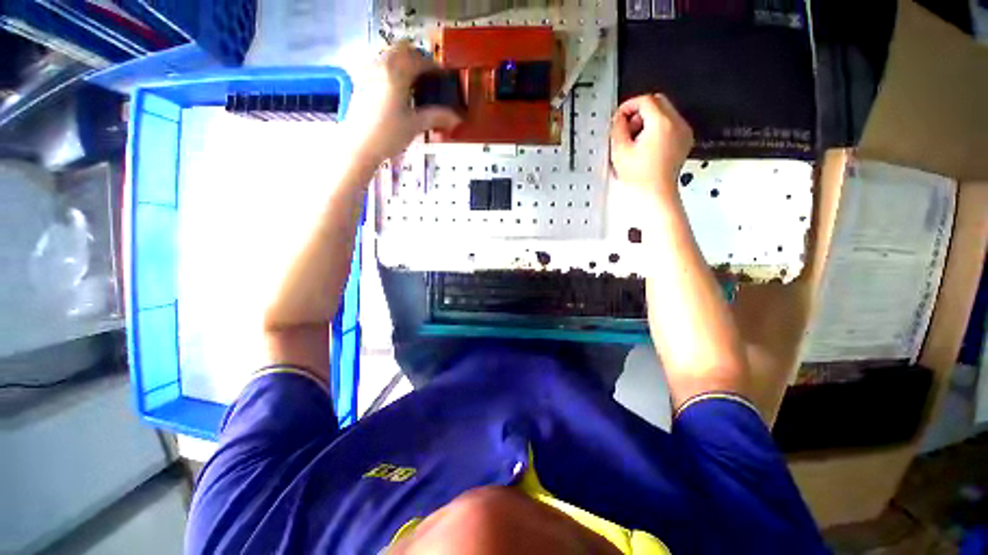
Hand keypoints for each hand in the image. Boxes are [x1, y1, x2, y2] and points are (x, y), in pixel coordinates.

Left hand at [343, 41, 461, 165]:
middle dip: (417, 60)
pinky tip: (397, 91)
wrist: (358, 146)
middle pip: (402, 50)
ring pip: (389, 56)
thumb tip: (456, 117)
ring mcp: (367, 71)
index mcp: (396, 73)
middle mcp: (380, 65)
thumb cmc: (388, 135)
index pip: (419, 60)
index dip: (434, 67)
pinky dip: (391, 71)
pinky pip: (379, 65)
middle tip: (428, 78)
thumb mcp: (414, 125)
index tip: (442, 79)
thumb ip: (436, 116)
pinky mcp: (360, 81)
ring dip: (403, 63)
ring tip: (413, 85)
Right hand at [609, 94, 693, 198]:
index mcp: (661, 124)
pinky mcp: (684, 140)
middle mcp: (677, 124)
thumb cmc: (640, 177)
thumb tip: (619, 118)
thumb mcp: (620, 151)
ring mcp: (683, 132)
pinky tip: (646, 145)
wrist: (655, 193)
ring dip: (648, 119)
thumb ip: (617, 128)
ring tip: (636, 139)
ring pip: (664, 112)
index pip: (645, 100)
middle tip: (627, 127)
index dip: (629, 106)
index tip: (619, 116)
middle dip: (639, 111)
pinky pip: (671, 124)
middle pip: (657, 102)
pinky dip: (658, 128)